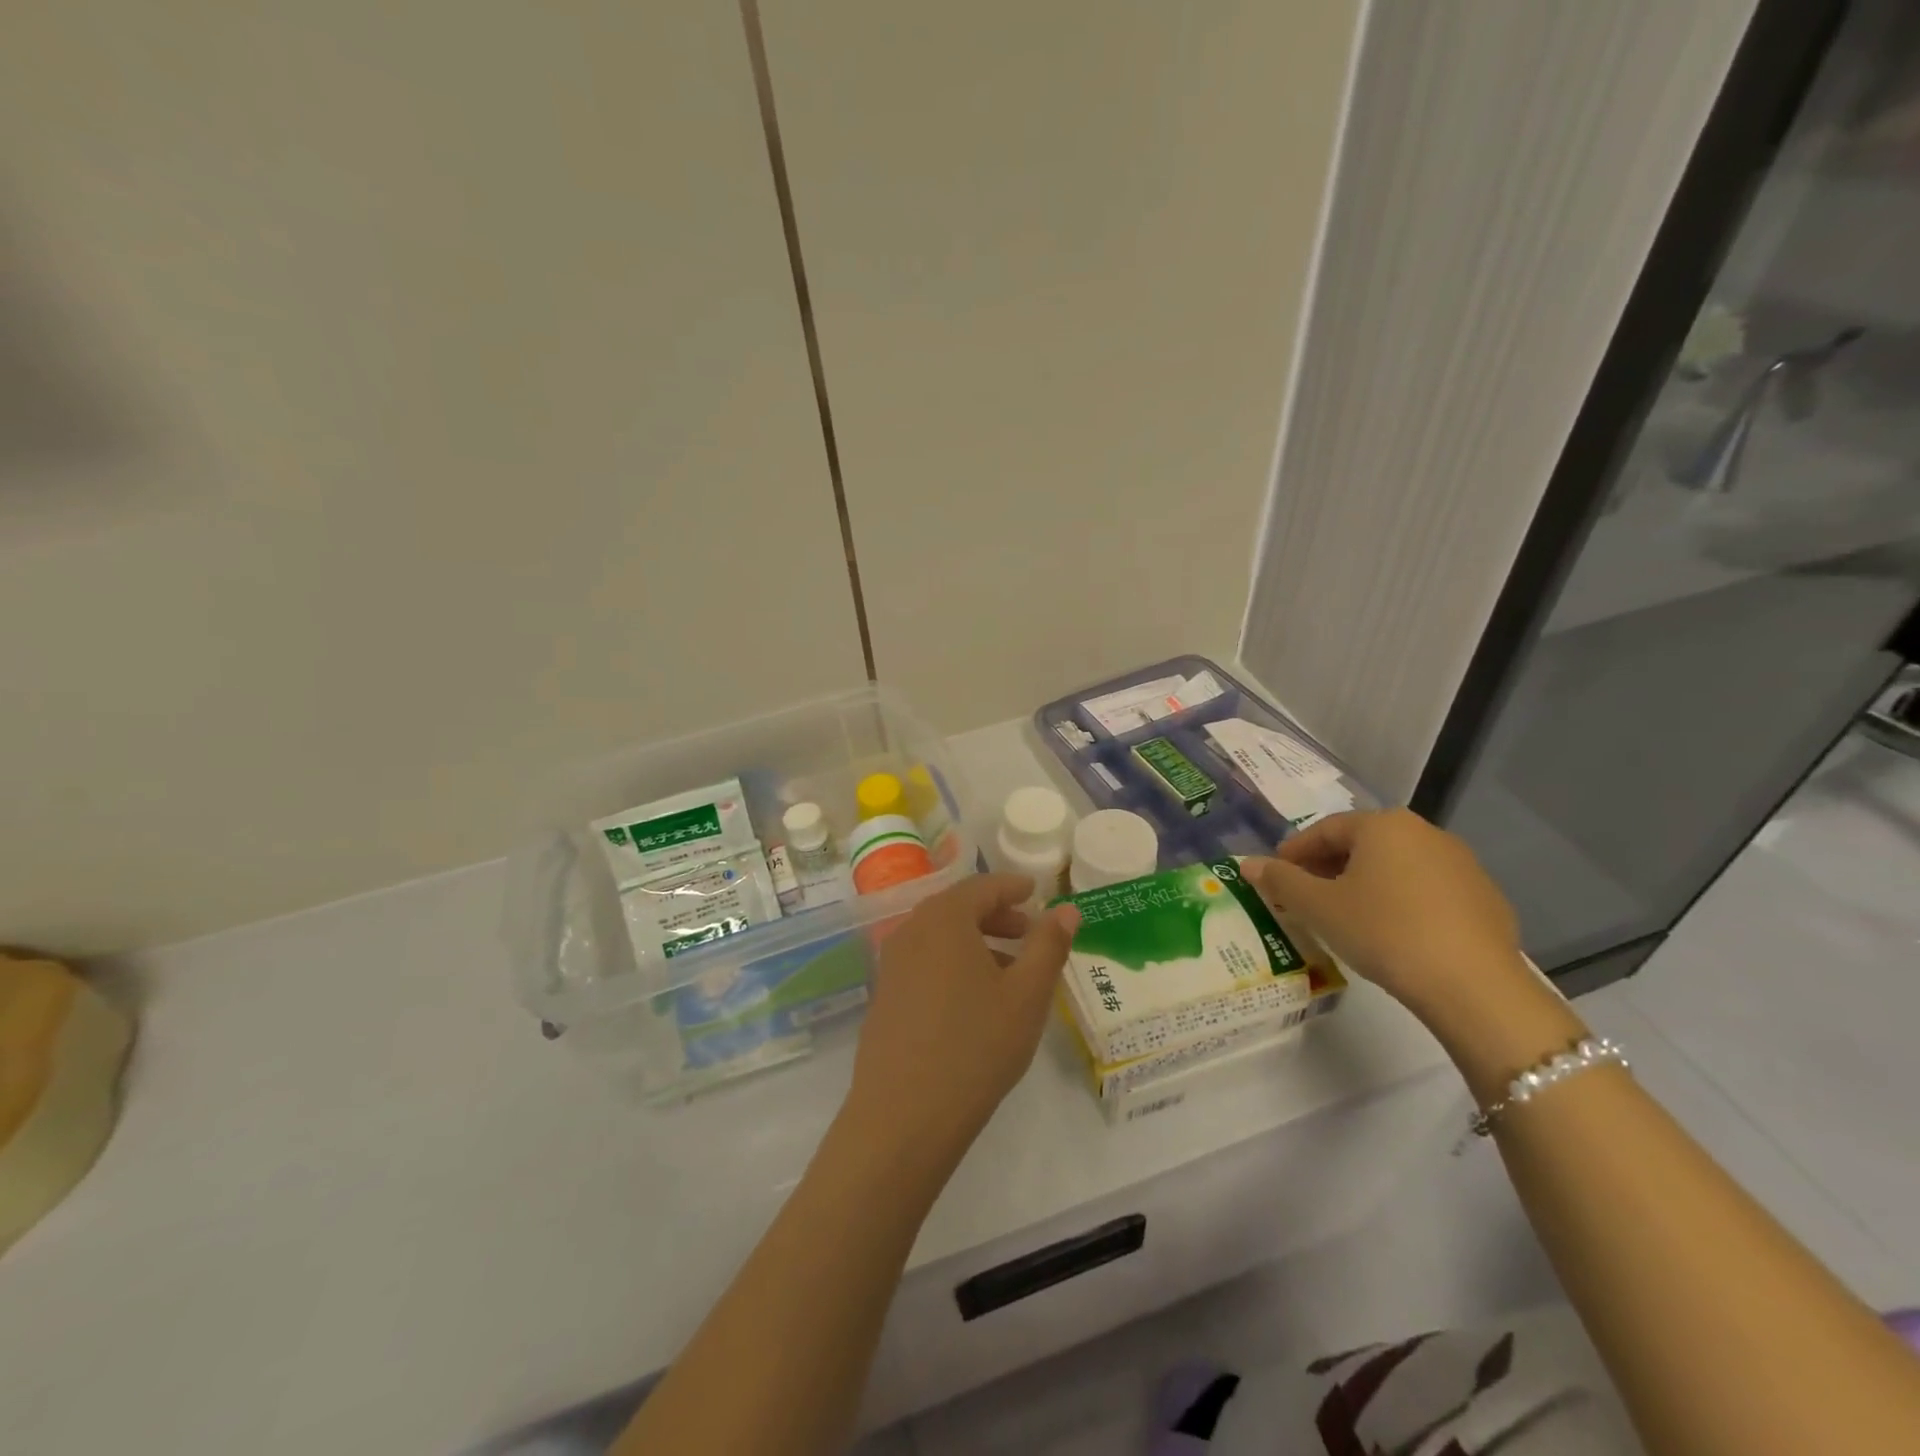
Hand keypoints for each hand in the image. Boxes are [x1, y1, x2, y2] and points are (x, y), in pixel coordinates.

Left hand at [846, 874, 1079, 1157]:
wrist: (903, 1115)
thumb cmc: (976, 1046)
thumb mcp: (1027, 995)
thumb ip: (1049, 945)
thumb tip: (1066, 910)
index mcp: (945, 919)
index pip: (983, 886)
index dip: (1012, 887)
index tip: (1036, 891)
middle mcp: (912, 930)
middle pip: (958, 908)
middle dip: (996, 915)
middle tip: (1029, 931)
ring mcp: (892, 964)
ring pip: (940, 937)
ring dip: (976, 941)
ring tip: (1010, 970)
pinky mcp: (884, 995)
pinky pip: (924, 961)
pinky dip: (953, 963)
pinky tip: (974, 999)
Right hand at [1243, 809, 1526, 1023]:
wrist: (1474, 986)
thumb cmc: (1383, 932)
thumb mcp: (1319, 907)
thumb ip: (1280, 881)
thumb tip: (1247, 864)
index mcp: (1383, 825)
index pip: (1325, 829)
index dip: (1294, 852)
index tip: (1276, 876)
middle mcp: (1424, 832)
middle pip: (1362, 844)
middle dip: (1328, 867)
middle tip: (1305, 897)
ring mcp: (1461, 864)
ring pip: (1396, 866)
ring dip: (1365, 884)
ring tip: (1345, 916)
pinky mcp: (1485, 898)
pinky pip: (1427, 890)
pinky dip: (1401, 901)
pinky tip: (1392, 933)